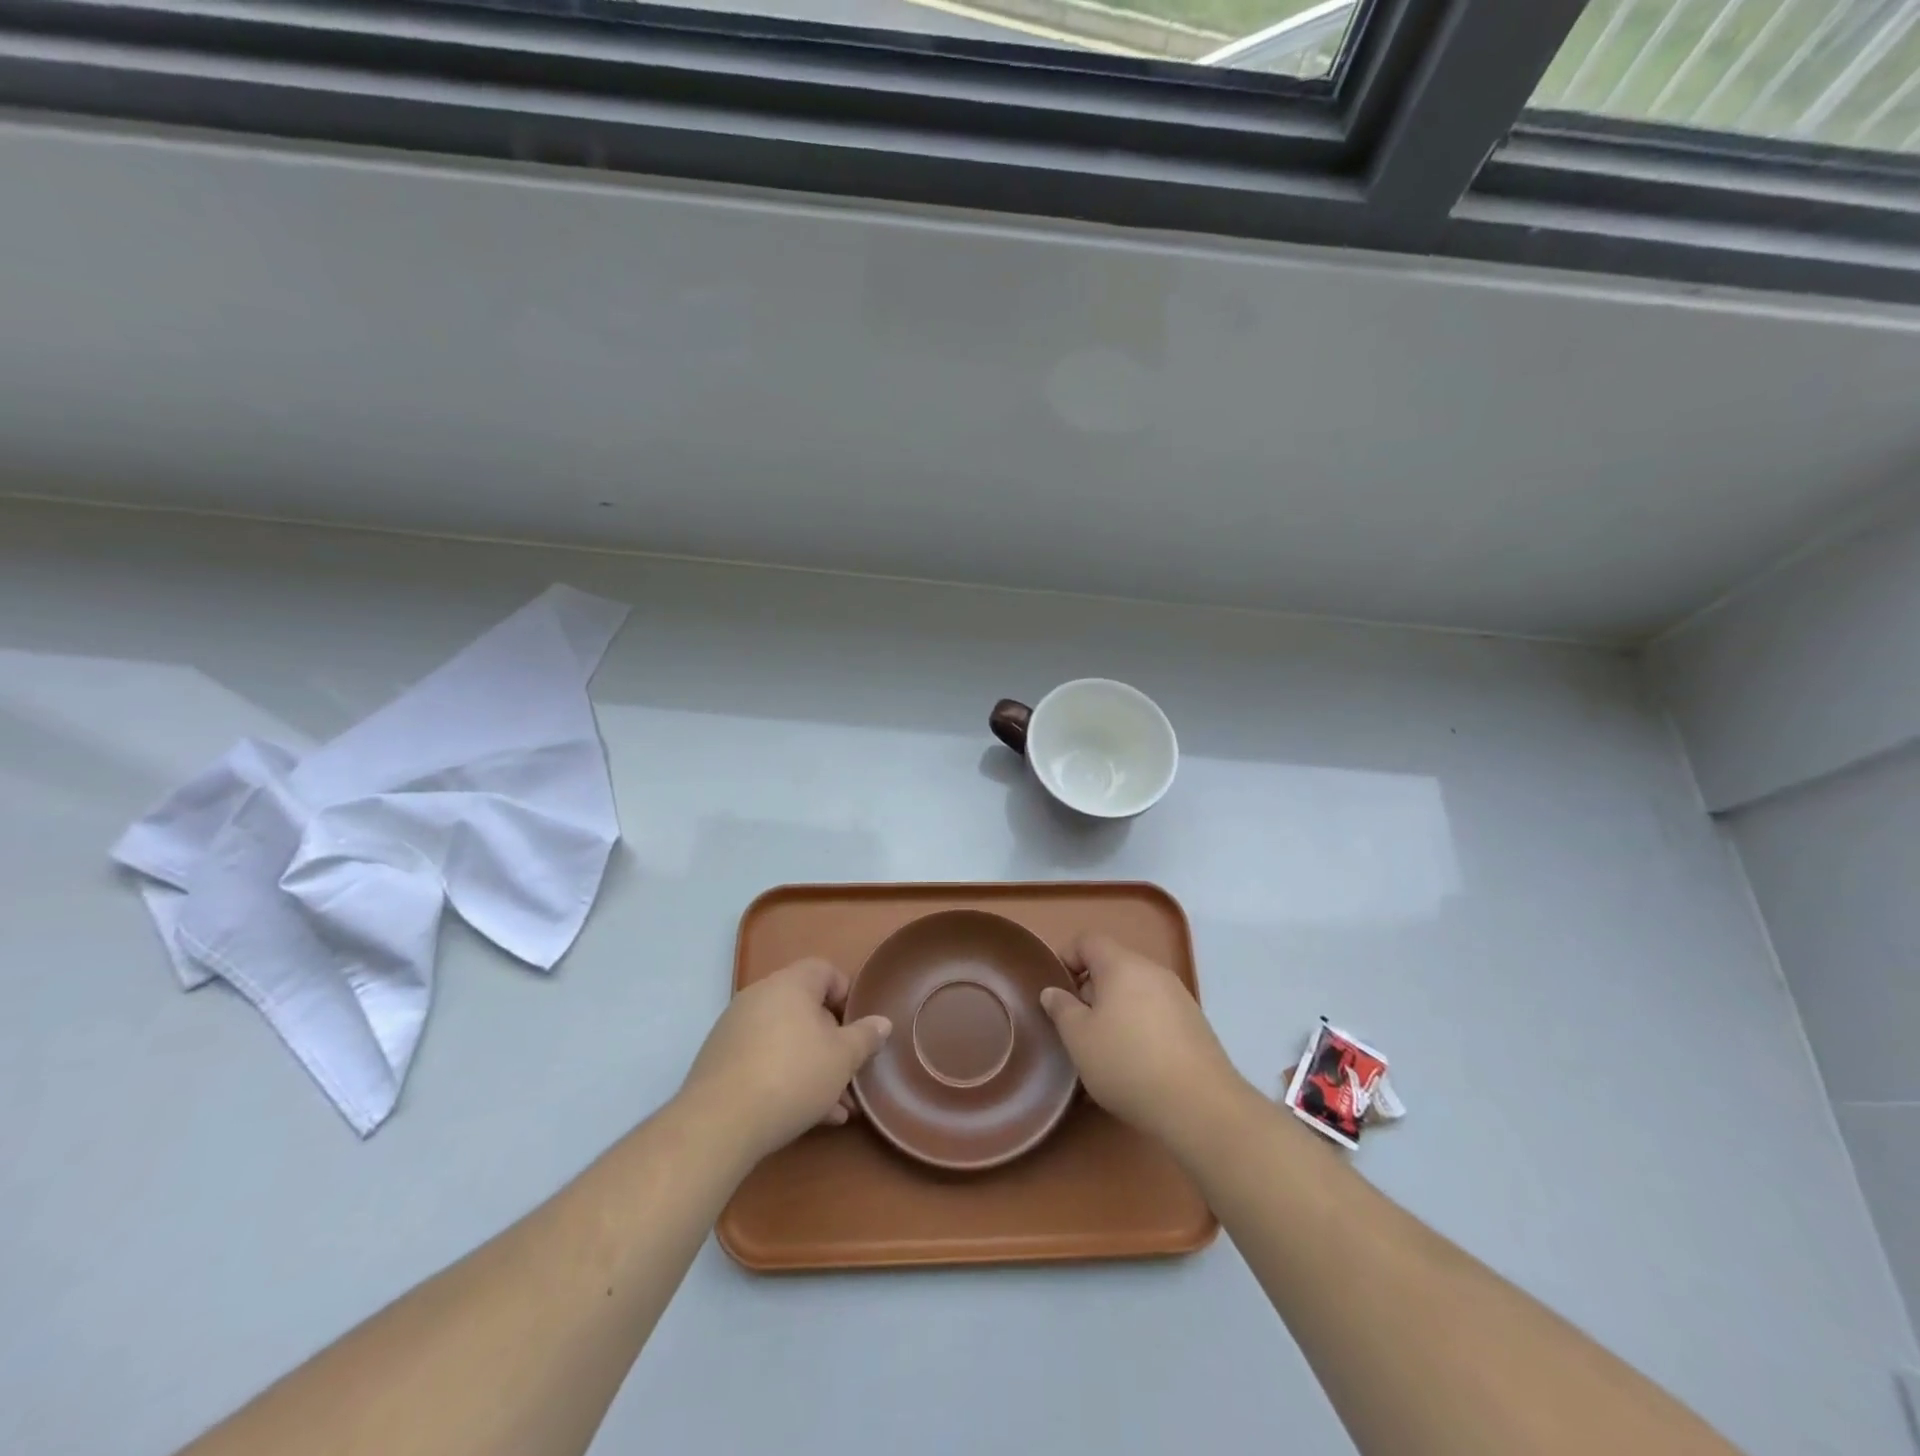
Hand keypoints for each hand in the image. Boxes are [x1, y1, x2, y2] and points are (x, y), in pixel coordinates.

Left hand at [677, 958, 891, 1163]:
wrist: (719, 1123)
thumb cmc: (792, 1076)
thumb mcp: (842, 1058)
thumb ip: (865, 1037)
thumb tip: (882, 1022)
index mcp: (790, 984)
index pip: (824, 970)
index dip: (846, 994)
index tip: (858, 1026)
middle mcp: (759, 996)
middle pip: (805, 1009)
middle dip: (832, 1041)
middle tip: (850, 1072)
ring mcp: (735, 1028)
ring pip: (786, 1040)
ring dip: (813, 1067)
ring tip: (836, 1107)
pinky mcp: (720, 1061)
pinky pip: (763, 1059)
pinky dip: (786, 1077)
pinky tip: (808, 1116)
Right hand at [1040, 934, 1247, 1148]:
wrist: (1200, 1106)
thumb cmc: (1127, 1063)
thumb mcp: (1079, 1038)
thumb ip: (1061, 1008)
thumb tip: (1053, 992)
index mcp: (1122, 965)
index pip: (1088, 941)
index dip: (1067, 958)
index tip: (1058, 993)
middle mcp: (1153, 971)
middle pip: (1113, 966)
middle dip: (1090, 991)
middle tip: (1078, 1027)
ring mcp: (1179, 997)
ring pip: (1135, 992)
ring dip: (1115, 1012)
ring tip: (1105, 1051)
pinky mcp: (1195, 1024)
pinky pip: (1155, 1014)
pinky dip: (1139, 1028)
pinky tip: (1135, 1066)